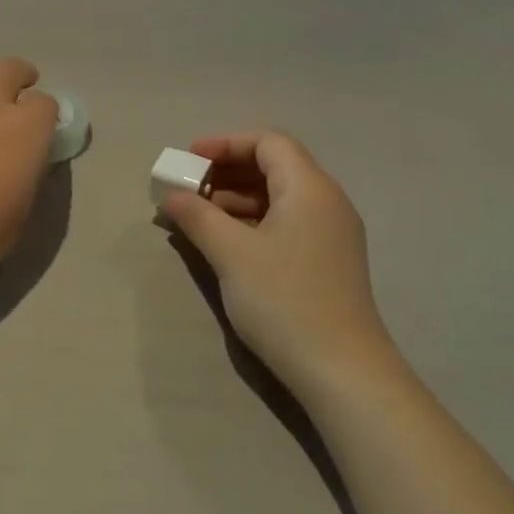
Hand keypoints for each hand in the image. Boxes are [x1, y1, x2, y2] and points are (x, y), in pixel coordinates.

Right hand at [161, 133, 400, 396]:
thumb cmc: (284, 299)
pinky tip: (225, 243)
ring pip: (279, 198)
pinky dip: (253, 222)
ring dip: (236, 199)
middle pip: (274, 167)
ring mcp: (330, 234)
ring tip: (198, 217)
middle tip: (189, 189)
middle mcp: (326, 203)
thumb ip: (198, 216)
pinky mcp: (327, 262)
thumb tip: (172, 195)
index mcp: (309, 188)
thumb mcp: (231, 253)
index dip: (226, 144)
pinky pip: (286, 224)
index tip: (190, 159)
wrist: (341, 370)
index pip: (269, 143)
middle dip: (227, 172)